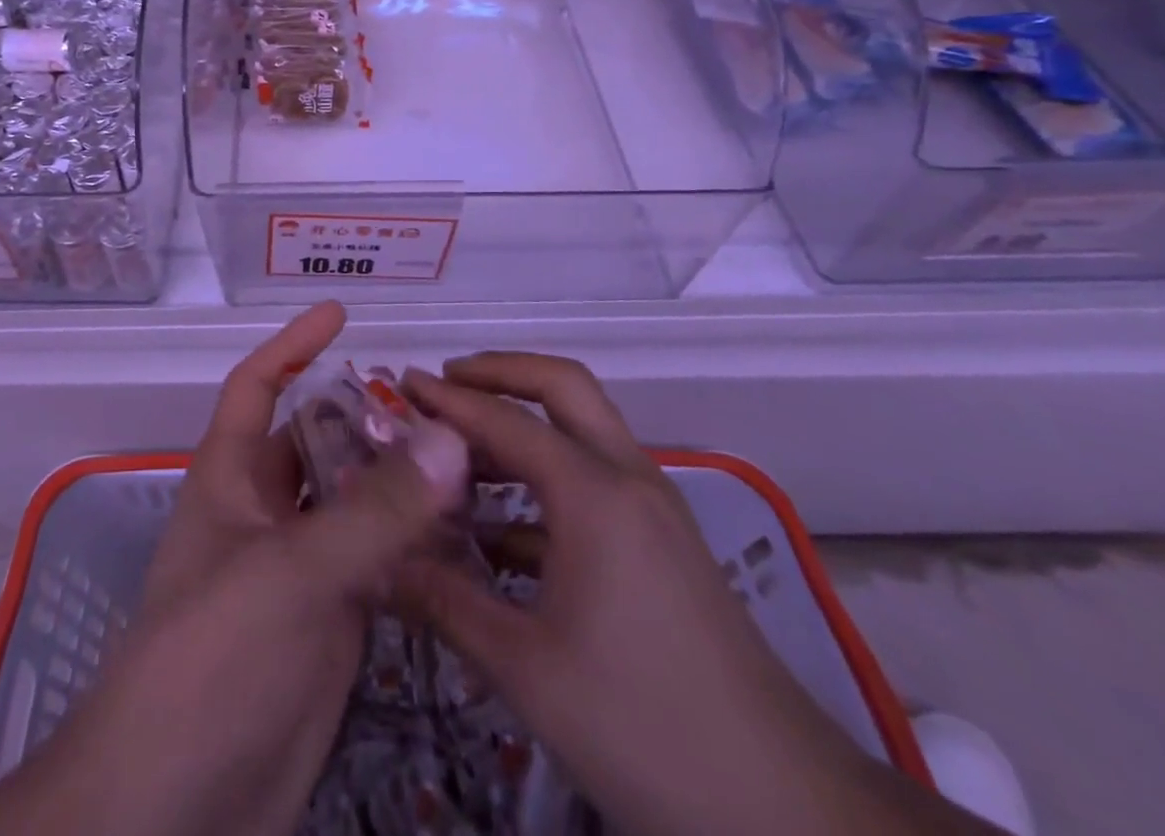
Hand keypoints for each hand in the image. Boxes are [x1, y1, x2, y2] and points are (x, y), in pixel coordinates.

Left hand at [0, 304, 467, 835]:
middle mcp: (265, 513)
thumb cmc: (210, 663)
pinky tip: (465, 535)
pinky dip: (414, 545)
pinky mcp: (331, 623)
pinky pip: (378, 563)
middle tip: (438, 402)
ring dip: (399, 481)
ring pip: (354, 503)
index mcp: (231, 479)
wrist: (176, 811)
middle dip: (366, 416)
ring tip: (468, 456)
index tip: (340, 314)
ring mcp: (300, 569)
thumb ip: (373, 512)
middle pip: (318, 442)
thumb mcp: (289, 574)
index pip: (256, 387)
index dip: (292, 346)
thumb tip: (448, 439)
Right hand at [399, 353, 997, 835]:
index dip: (447, 399)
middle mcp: (628, 479)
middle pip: (563, 386)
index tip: (399, 383)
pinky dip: (544, 481)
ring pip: (581, 430)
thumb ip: (445, 602)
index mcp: (594, 493)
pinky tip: (501, 530)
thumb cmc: (645, 727)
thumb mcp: (527, 669)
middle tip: (443, 385)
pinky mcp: (663, 544)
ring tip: (459, 454)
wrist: (787, 809)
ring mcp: (653, 508)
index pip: (505, 420)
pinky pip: (594, 481)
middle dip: (500, 373)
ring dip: (522, 426)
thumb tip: (377, 564)